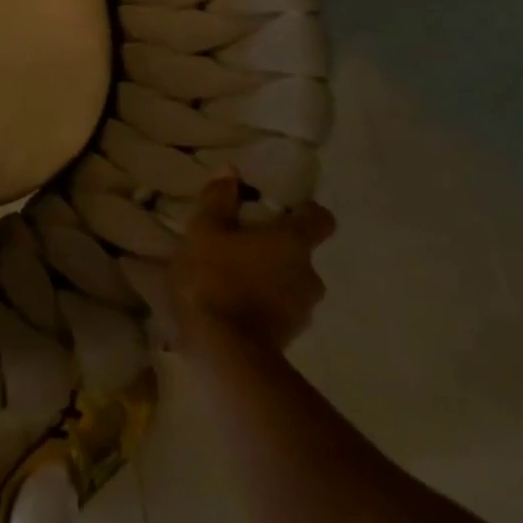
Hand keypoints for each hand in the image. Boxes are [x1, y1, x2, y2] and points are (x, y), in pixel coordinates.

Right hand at [169, 173, 334, 350]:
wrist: (222, 349)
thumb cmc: (213, 278)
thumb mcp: (202, 230)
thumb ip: (218, 200)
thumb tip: (231, 173)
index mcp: (293, 243)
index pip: (320, 218)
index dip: (302, 211)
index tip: (276, 210)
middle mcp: (310, 274)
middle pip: (299, 252)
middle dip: (273, 248)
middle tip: (237, 246)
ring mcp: (304, 310)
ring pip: (289, 282)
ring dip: (267, 277)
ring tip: (229, 278)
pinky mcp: (290, 336)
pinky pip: (279, 308)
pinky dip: (261, 303)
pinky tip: (230, 304)